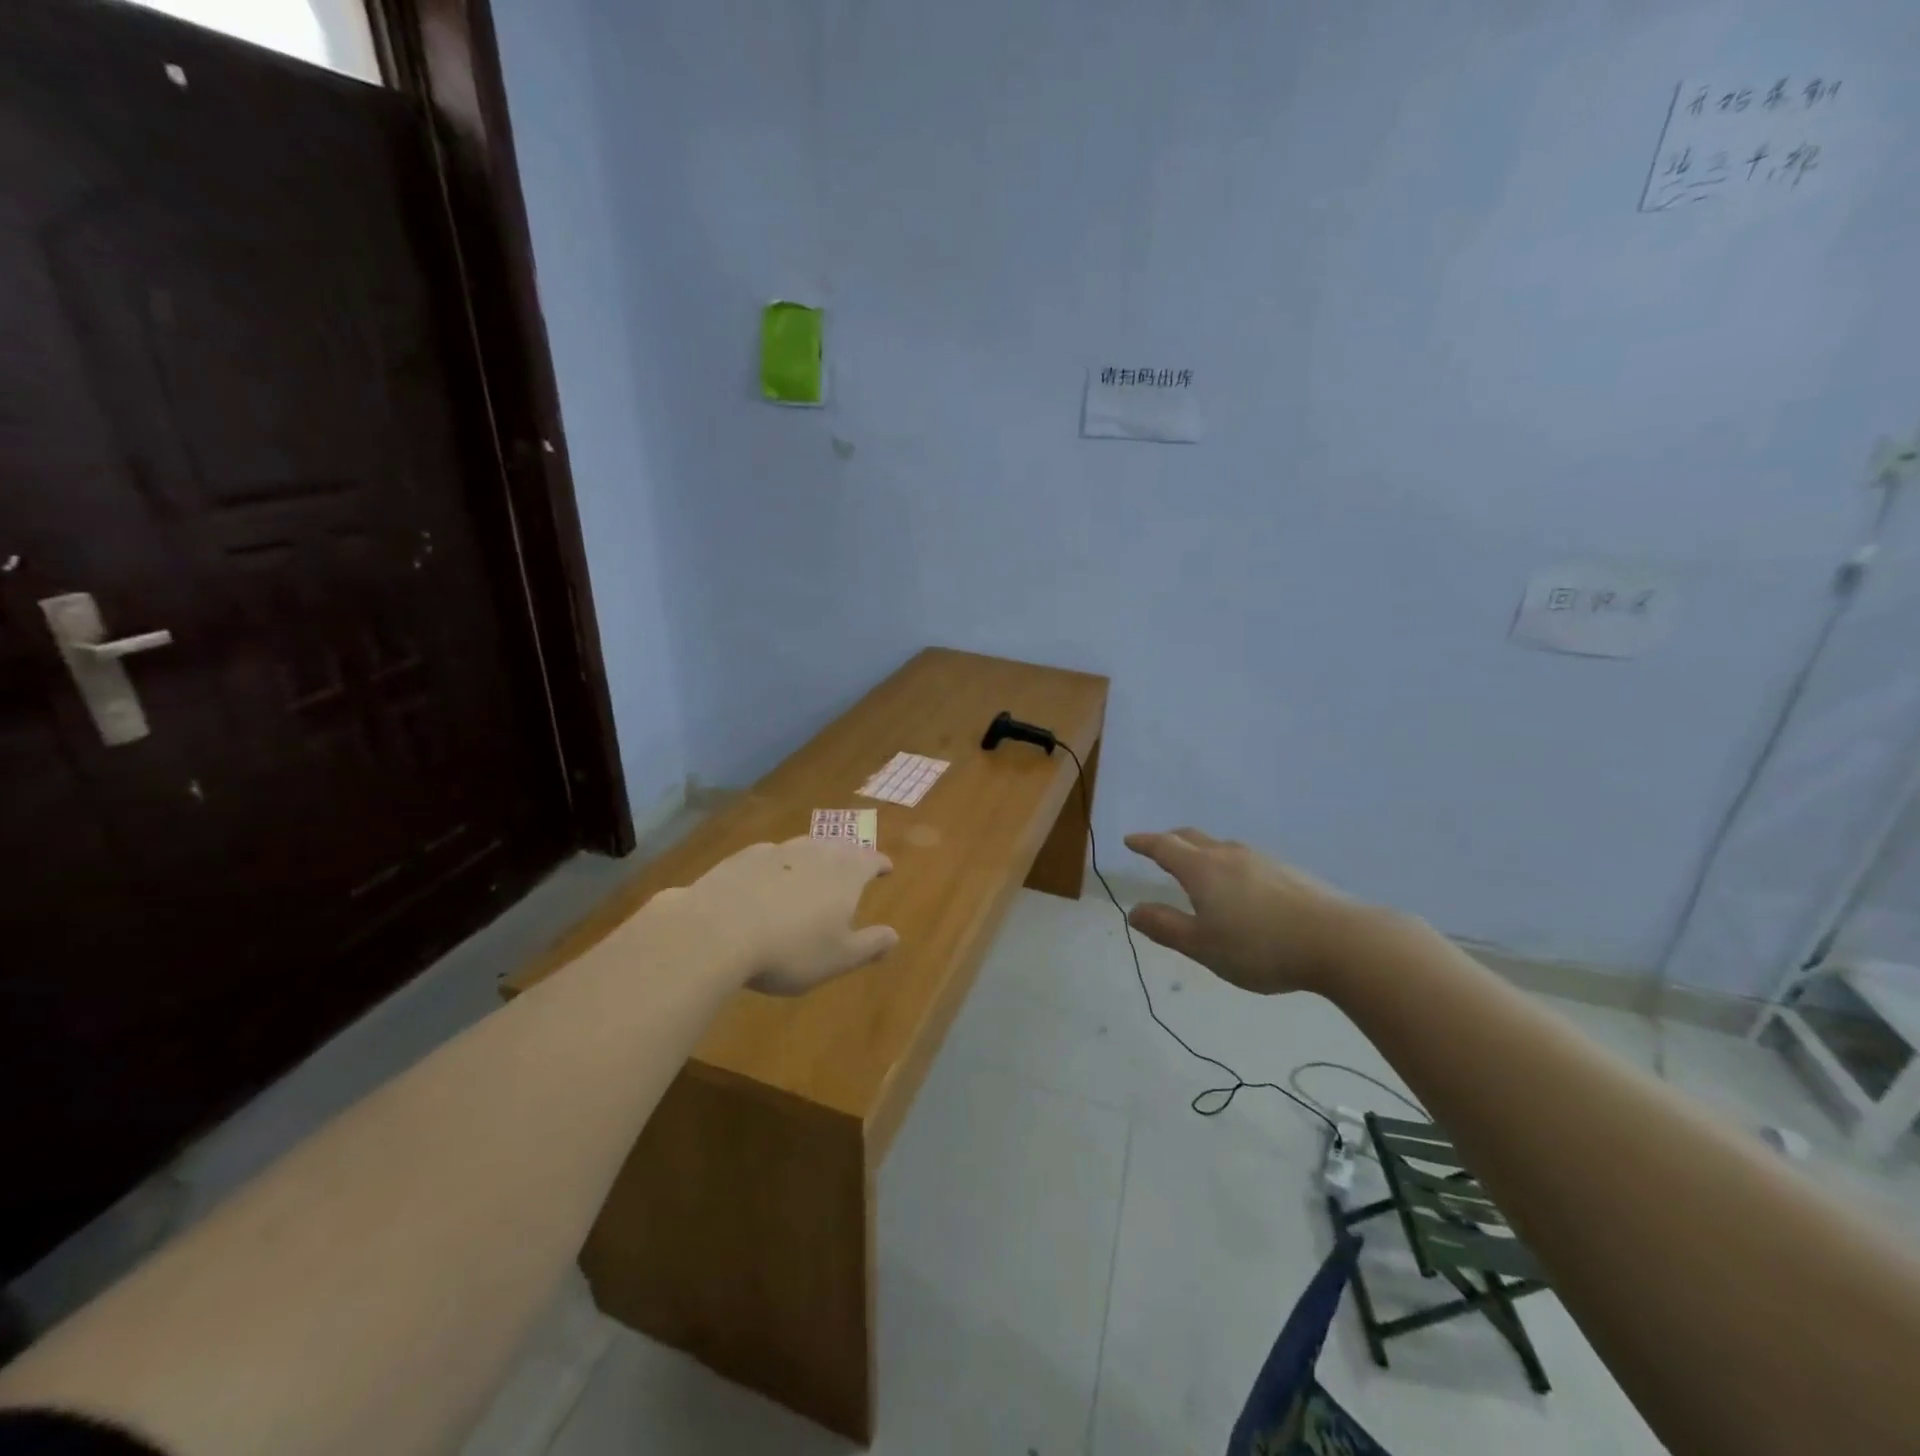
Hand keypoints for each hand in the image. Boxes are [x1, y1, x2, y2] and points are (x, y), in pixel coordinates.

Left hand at [670, 837, 899, 994]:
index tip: (886, 869)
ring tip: (811, 872)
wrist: (717, 930)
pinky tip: (766, 880)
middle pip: (839, 847)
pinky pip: (769, 856)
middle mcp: (815, 852)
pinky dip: (776, 866)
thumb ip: (869, 945)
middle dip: (848, 857)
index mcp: (846, 873)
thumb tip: (894, 936)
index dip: (880, 864)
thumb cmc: (790, 949)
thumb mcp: (838, 958)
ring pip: (804, 847)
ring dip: (813, 857)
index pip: (871, 859)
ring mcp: (777, 850)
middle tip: (850, 868)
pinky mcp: (742, 857)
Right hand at [1123, 828, 1364, 994]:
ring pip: (1222, 848)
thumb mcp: (1203, 946)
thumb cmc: (1260, 946)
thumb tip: (1134, 911)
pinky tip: (1241, 889)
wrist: (1339, 941)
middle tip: (1158, 848)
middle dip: (1171, 840)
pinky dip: (1230, 866)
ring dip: (1203, 852)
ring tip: (1199, 869)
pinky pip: (1247, 861)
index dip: (1144, 843)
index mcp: (1202, 869)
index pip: (1164, 847)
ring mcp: (1263, 860)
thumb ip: (1166, 927)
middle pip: (1192, 837)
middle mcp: (1229, 855)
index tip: (1129, 840)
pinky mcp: (1290, 872)